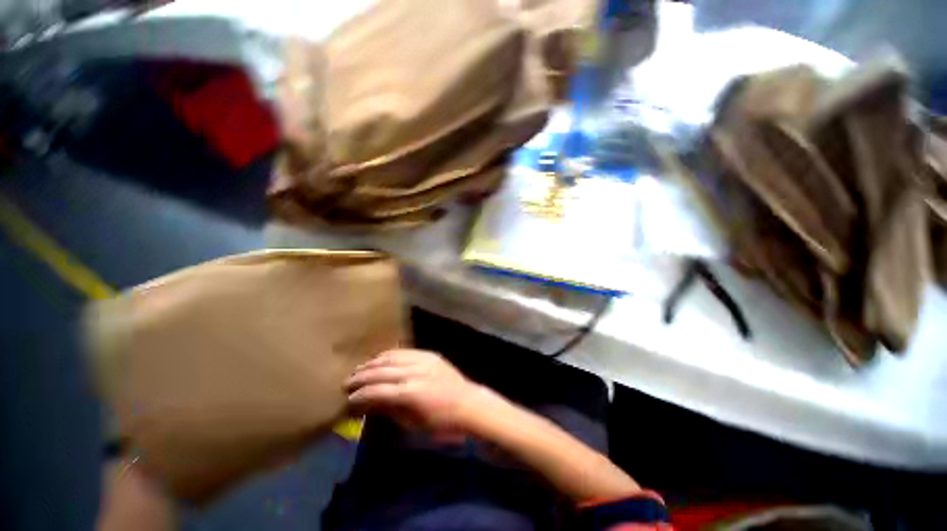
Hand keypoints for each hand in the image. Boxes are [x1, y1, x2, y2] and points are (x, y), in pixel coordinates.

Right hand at [345, 349, 482, 433]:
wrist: (468, 403)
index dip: (360, 395)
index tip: (347, 399)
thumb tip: (369, 404)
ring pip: (392, 357)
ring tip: (360, 369)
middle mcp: (414, 372)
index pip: (377, 391)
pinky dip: (390, 355)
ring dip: (374, 363)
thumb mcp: (413, 423)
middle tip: (347, 382)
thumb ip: (390, 410)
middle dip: (362, 376)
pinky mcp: (429, 354)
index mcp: (410, 393)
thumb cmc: (441, 422)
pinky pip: (405, 351)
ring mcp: (423, 360)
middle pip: (382, 371)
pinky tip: (381, 358)